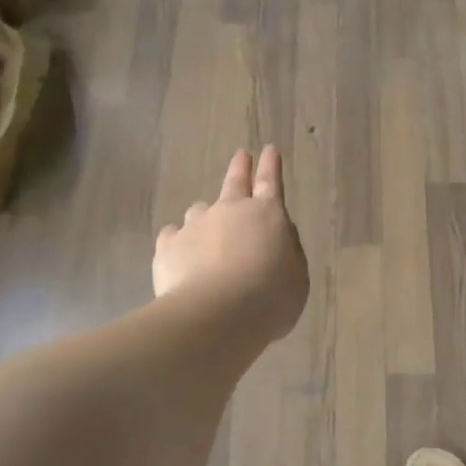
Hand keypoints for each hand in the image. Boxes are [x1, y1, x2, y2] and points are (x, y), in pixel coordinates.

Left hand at [154, 147, 309, 341]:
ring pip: (200, 210)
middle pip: (235, 182)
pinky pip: (172, 236)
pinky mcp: (168, 246)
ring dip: (206, 217)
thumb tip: (274, 238)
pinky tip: (180, 255)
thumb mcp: (296, 275)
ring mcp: (196, 225)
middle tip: (241, 156)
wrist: (218, 315)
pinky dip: (178, 242)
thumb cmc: (270, 297)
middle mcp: (230, 211)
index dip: (271, 166)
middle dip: (240, 168)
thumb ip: (287, 251)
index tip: (269, 149)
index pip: (271, 182)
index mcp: (267, 214)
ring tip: (207, 236)